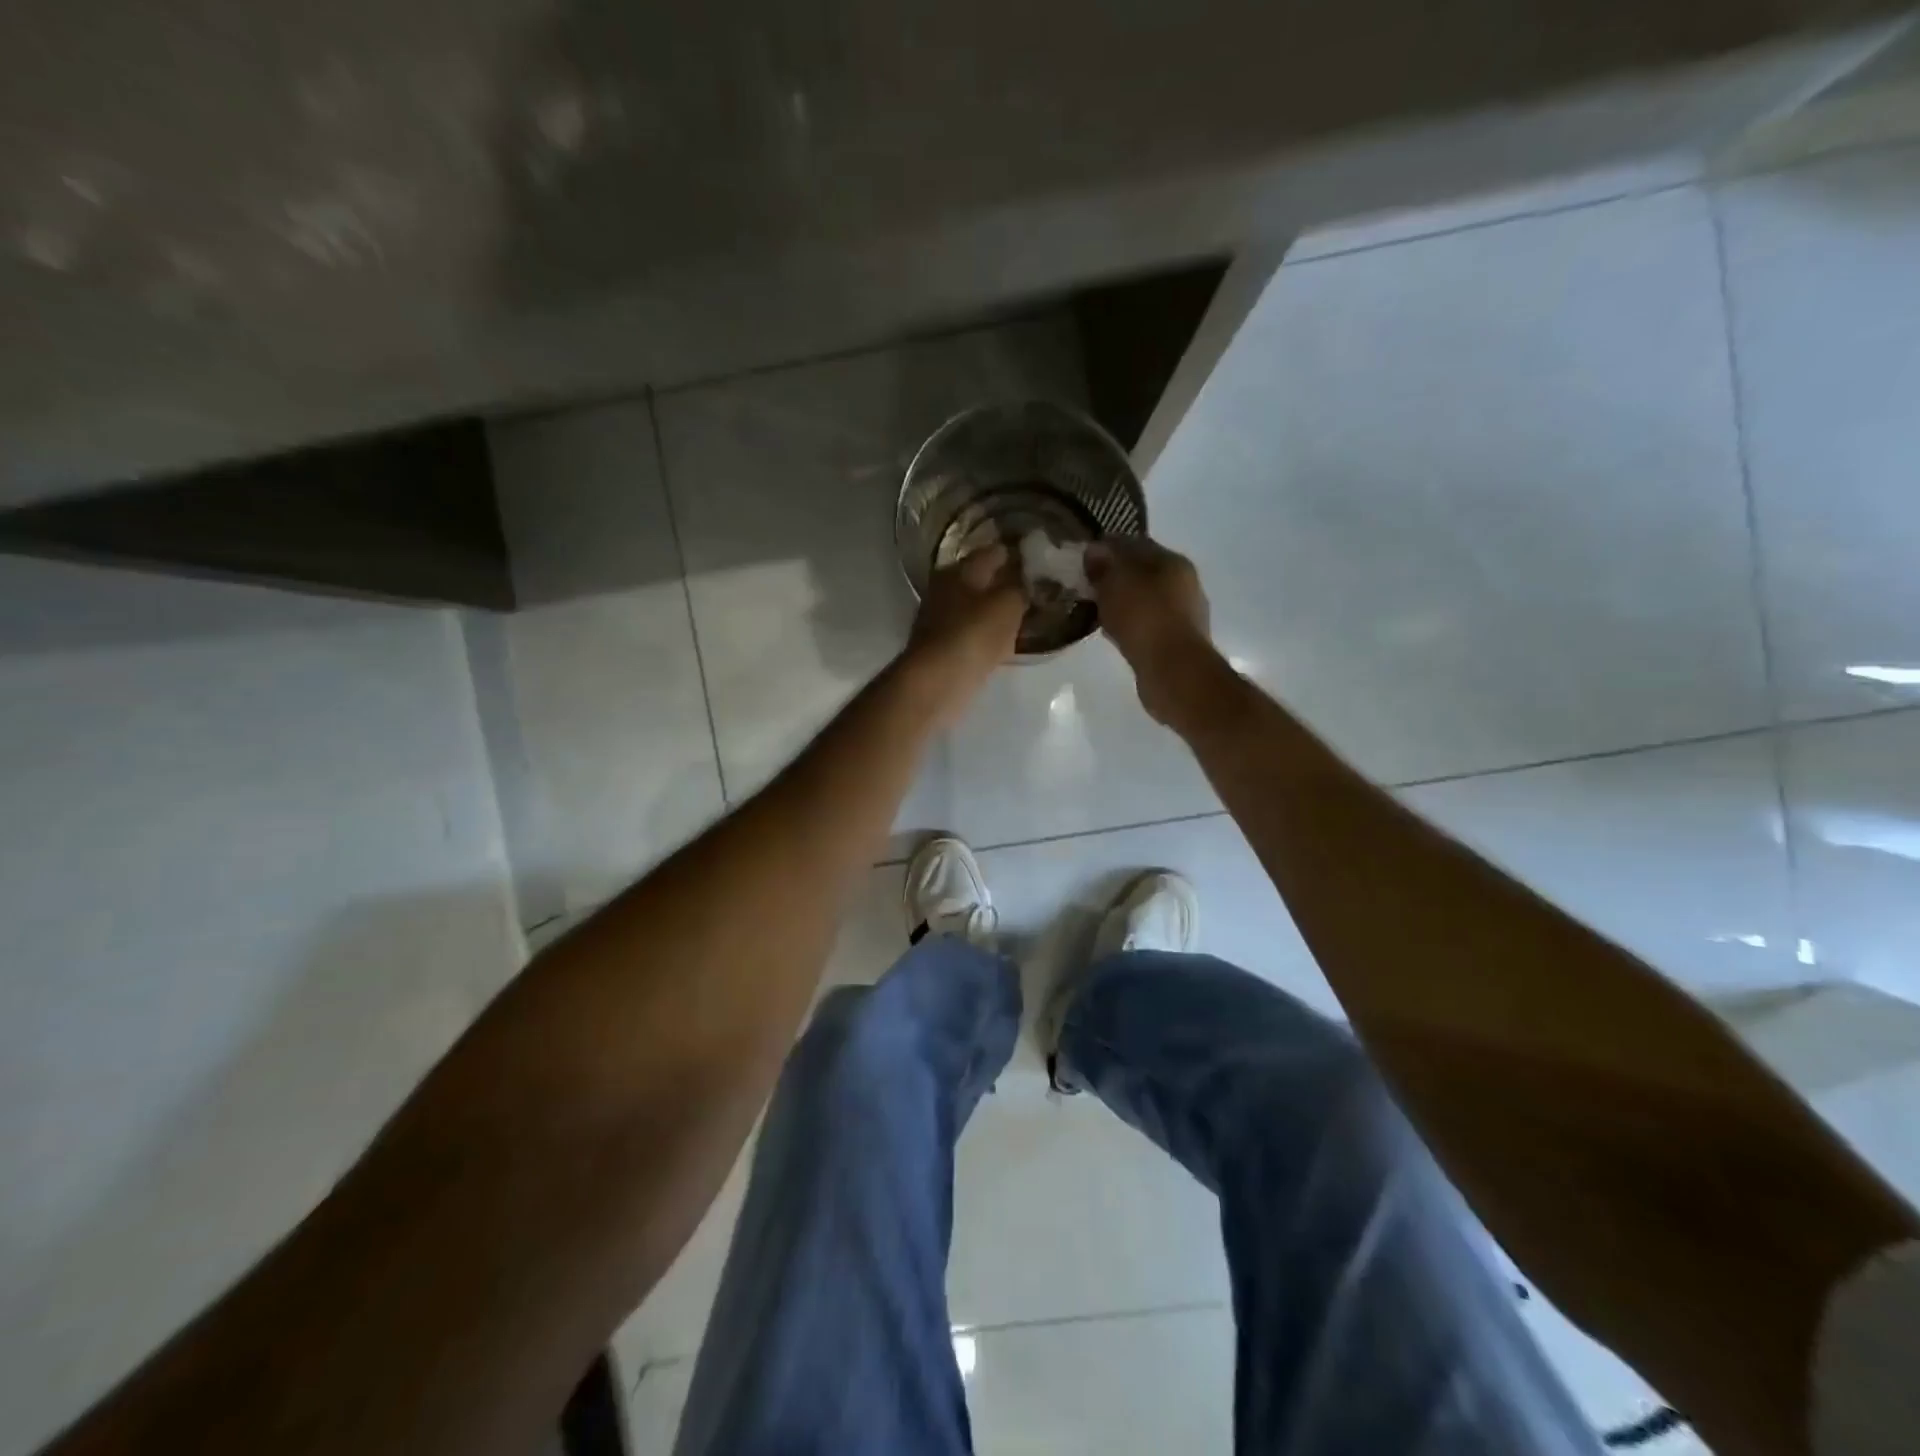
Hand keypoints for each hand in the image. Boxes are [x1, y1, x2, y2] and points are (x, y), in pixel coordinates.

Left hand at [905, 544, 1026, 707]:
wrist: (938, 681)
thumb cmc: (974, 634)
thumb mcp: (1008, 604)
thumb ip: (1020, 588)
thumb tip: (1026, 580)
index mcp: (959, 570)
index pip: (993, 552)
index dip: (1017, 554)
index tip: (1040, 559)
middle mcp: (945, 589)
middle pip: (982, 580)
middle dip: (1007, 583)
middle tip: (1037, 589)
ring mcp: (940, 619)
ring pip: (977, 608)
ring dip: (997, 611)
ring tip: (1026, 615)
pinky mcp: (942, 648)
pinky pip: (973, 634)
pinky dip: (989, 636)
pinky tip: (1006, 642)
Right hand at [1085, 537, 1223, 728]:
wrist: (1172, 670)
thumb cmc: (1144, 617)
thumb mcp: (1116, 581)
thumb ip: (1104, 563)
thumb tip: (1094, 550)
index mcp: (1173, 561)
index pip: (1135, 543)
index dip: (1107, 547)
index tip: (1083, 558)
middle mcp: (1183, 583)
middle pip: (1142, 572)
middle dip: (1115, 576)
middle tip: (1087, 586)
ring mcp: (1183, 614)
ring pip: (1143, 599)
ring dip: (1122, 602)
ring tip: (1096, 610)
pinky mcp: (1176, 642)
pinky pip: (1145, 624)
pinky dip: (1129, 624)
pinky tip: (1112, 632)